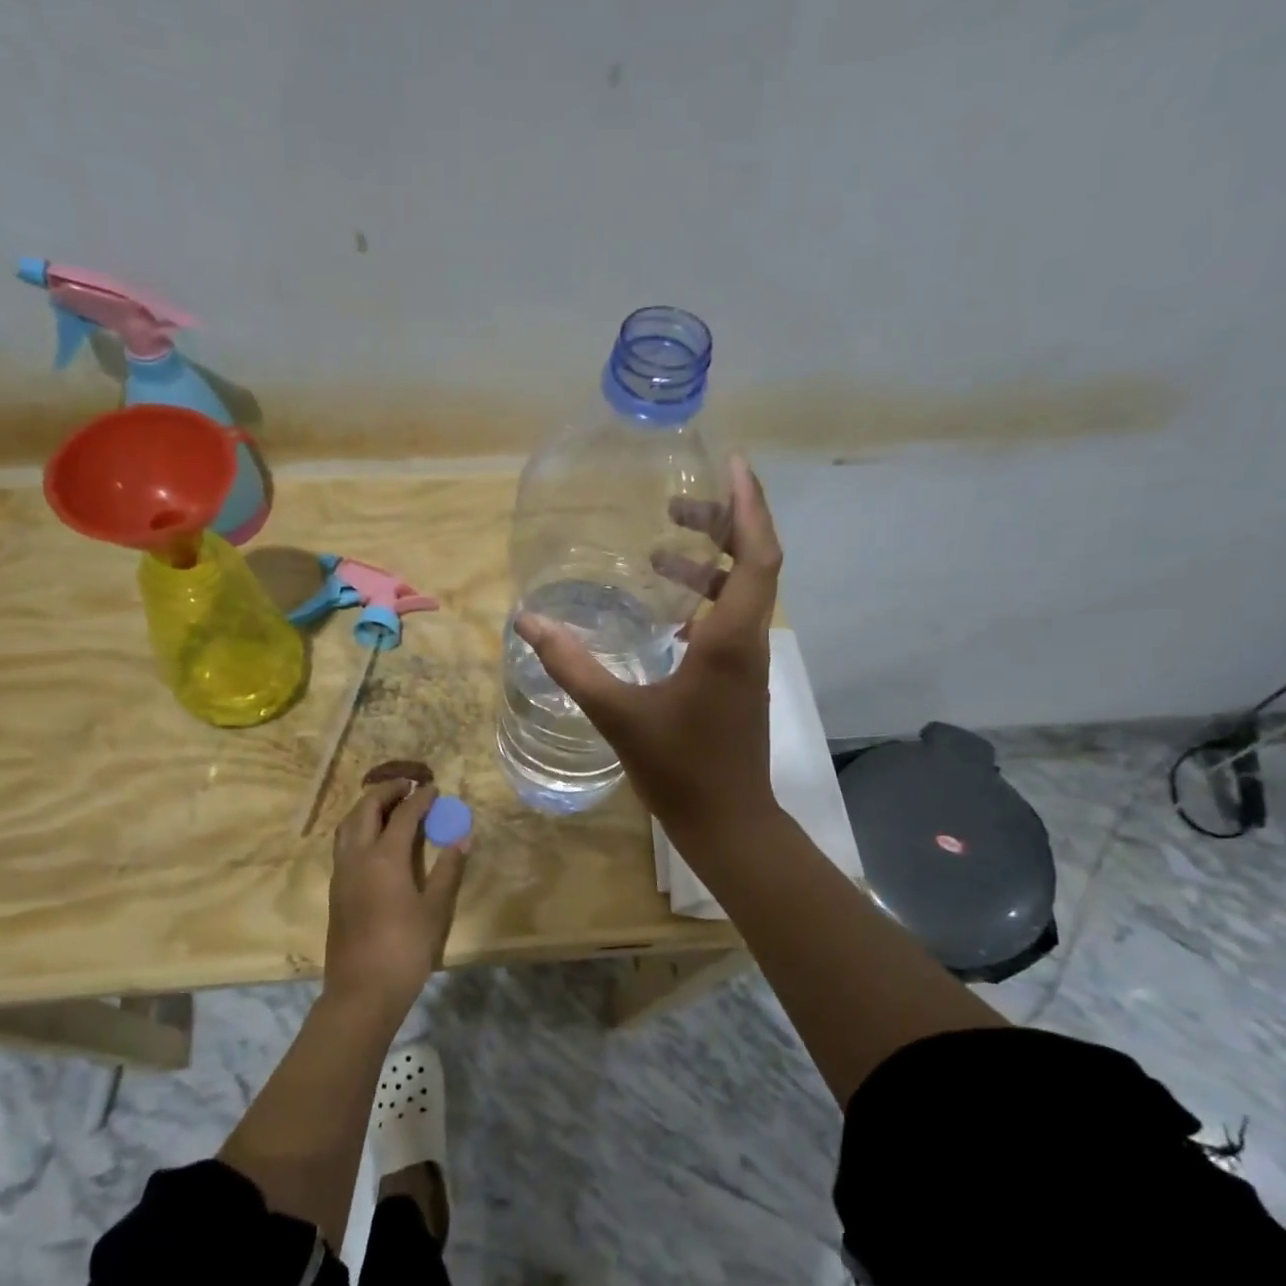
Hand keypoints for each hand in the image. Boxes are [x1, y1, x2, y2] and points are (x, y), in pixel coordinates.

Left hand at [324, 782, 470, 1014]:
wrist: (362, 991)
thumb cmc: (405, 949)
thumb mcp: (435, 909)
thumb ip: (448, 868)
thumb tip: (462, 835)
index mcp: (384, 857)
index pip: (403, 814)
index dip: (420, 798)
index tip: (434, 788)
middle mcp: (357, 856)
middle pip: (366, 809)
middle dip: (387, 791)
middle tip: (408, 786)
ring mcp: (342, 872)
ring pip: (349, 824)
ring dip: (368, 807)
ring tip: (390, 804)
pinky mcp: (336, 888)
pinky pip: (344, 842)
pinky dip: (359, 826)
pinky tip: (375, 837)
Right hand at [516, 454, 781, 842]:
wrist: (727, 822)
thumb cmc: (679, 769)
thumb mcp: (617, 714)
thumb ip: (573, 666)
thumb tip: (528, 622)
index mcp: (729, 639)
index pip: (756, 555)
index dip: (748, 504)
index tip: (730, 463)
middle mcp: (747, 641)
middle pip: (753, 563)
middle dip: (724, 523)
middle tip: (679, 504)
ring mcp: (746, 662)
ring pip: (740, 593)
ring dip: (710, 564)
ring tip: (661, 551)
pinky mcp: (737, 680)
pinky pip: (727, 621)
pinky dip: (703, 600)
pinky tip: (666, 611)